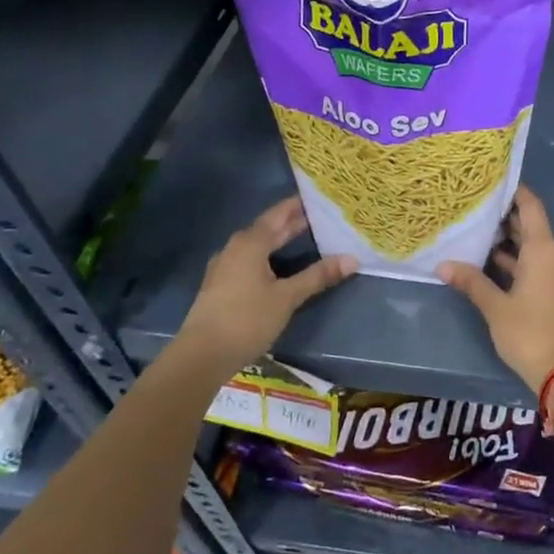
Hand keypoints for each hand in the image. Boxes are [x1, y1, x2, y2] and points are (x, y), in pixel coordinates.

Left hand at [177, 197, 355, 370]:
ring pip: (258, 245)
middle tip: (321, 216)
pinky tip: (280, 266)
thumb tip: (352, 259)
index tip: (319, 197)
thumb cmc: (247, 319)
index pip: (278, 214)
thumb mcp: (287, 297)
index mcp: (250, 243)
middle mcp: (235, 249)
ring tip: (306, 237)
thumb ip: (318, 276)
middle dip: (292, 222)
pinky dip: (269, 256)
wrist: (201, 356)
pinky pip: (250, 260)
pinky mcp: (222, 286)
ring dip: (280, 240)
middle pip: (268, 229)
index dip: (298, 205)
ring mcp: (225, 267)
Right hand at [438, 187, 553, 393]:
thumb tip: (443, 265)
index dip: (515, 192)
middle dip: (507, 219)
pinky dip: (520, 262)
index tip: (494, 182)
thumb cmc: (530, 333)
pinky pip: (540, 266)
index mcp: (545, 250)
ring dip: (512, 243)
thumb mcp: (496, 308)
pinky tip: (495, 266)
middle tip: (476, 210)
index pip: (531, 207)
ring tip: (479, 236)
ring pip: (536, 249)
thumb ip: (472, 283)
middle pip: (533, 227)